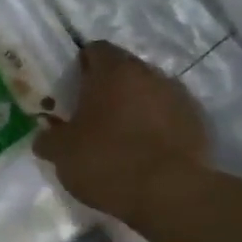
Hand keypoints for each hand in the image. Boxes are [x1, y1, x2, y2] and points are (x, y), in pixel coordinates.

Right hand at [33, 41, 208, 225]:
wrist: (169, 192)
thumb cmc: (107, 161)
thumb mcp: (61, 154)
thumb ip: (48, 138)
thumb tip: (45, 136)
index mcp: (113, 71)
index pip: (95, 50)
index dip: (81, 66)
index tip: (72, 89)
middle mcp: (149, 74)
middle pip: (124, 70)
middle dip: (108, 87)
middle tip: (92, 115)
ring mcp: (178, 96)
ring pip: (149, 92)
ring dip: (134, 106)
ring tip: (121, 136)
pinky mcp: (197, 121)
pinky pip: (169, 115)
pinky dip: (156, 126)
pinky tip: (146, 151)